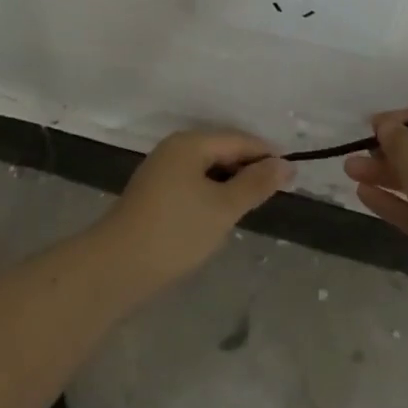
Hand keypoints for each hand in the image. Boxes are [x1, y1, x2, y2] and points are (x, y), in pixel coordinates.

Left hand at [101, 130, 292, 291]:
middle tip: (275, 193)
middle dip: (248, 168)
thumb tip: (285, 164)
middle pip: (221, 150)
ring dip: (230, 183)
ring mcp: (161, 171)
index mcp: (190, 143)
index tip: (292, 175)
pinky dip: (211, 193)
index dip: (266, 154)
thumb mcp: (223, 208)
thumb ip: (255, 184)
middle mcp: (174, 148)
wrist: (116, 267)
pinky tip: (220, 215)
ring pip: (207, 169)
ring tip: (251, 205)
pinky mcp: (154, 193)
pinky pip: (193, 183)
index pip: (238, 140)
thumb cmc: (175, 232)